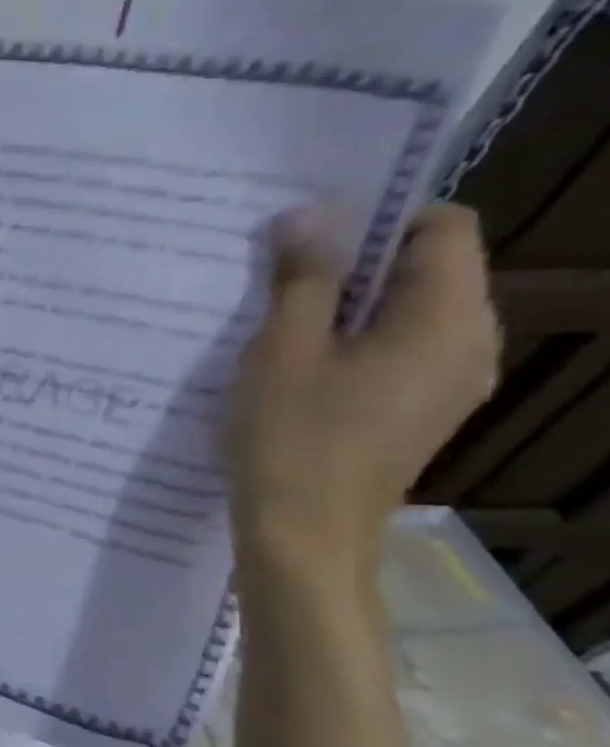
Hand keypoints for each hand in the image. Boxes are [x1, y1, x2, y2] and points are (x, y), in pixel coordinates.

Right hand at [226, 203, 499, 569]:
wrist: (303, 533)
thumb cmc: (291, 436)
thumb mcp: (282, 349)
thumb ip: (302, 278)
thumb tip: (309, 214)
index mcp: (447, 318)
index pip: (443, 227)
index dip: (379, 216)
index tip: (307, 234)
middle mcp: (470, 343)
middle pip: (429, 269)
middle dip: (355, 261)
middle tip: (276, 273)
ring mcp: (450, 381)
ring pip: (408, 312)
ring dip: (347, 303)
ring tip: (276, 319)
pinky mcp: (422, 410)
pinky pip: (398, 350)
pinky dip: (352, 340)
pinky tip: (295, 362)